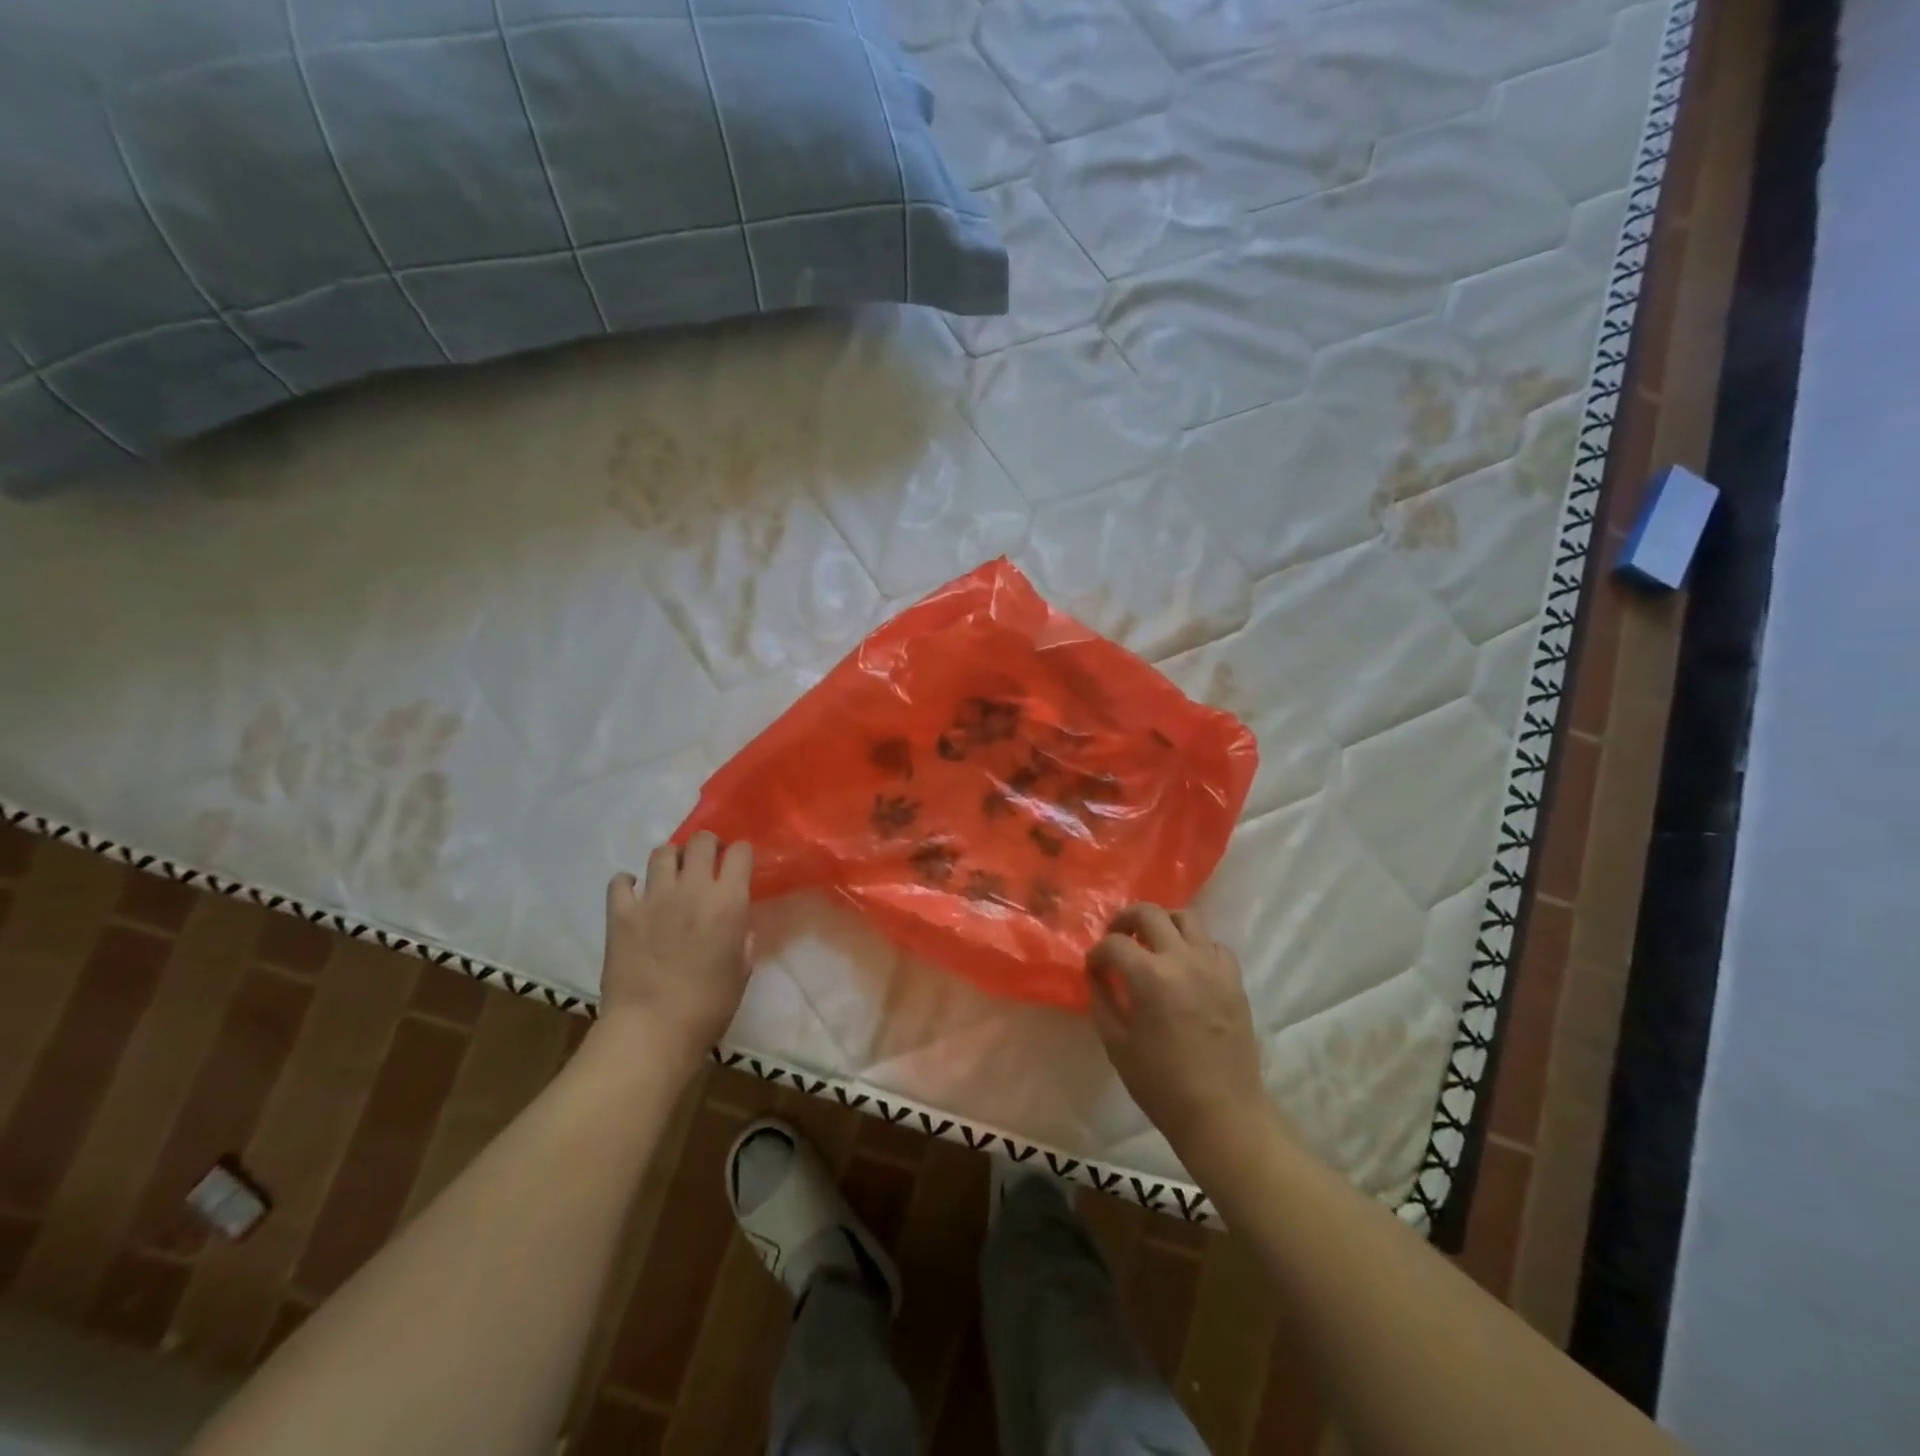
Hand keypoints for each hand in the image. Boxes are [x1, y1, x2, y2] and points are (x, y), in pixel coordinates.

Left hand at [596, 832, 753, 1076]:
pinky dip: (628, 882)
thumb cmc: (708, 1007)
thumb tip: (736, 925)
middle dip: (707, 846)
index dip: (740, 855)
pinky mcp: (621, 913)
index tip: (737, 867)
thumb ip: (741, 940)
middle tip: (706, 865)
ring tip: (671, 878)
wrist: (651, 1031)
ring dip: (671, 860)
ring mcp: (653, 898)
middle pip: (701, 840)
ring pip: (662, 852)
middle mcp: (693, 889)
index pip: (740, 852)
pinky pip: (621, 881)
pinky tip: (634, 894)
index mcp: (728, 902)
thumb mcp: (741, 971)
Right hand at [1088, 905, 1275, 1158]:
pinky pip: (1212, 944)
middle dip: (1125, 920)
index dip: (1097, 954)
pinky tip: (1185, 966)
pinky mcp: (1234, 979)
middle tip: (1117, 938)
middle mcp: (1183, 959)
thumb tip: (1098, 975)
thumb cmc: (1161, 1083)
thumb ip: (1102, 999)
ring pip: (1186, 917)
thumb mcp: (1116, 1043)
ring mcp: (1213, 966)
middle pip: (1149, 913)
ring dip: (1162, 923)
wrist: (1222, 1112)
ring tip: (1152, 943)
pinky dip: (1194, 945)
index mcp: (1150, 976)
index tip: (1094, 969)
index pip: (1114, 944)